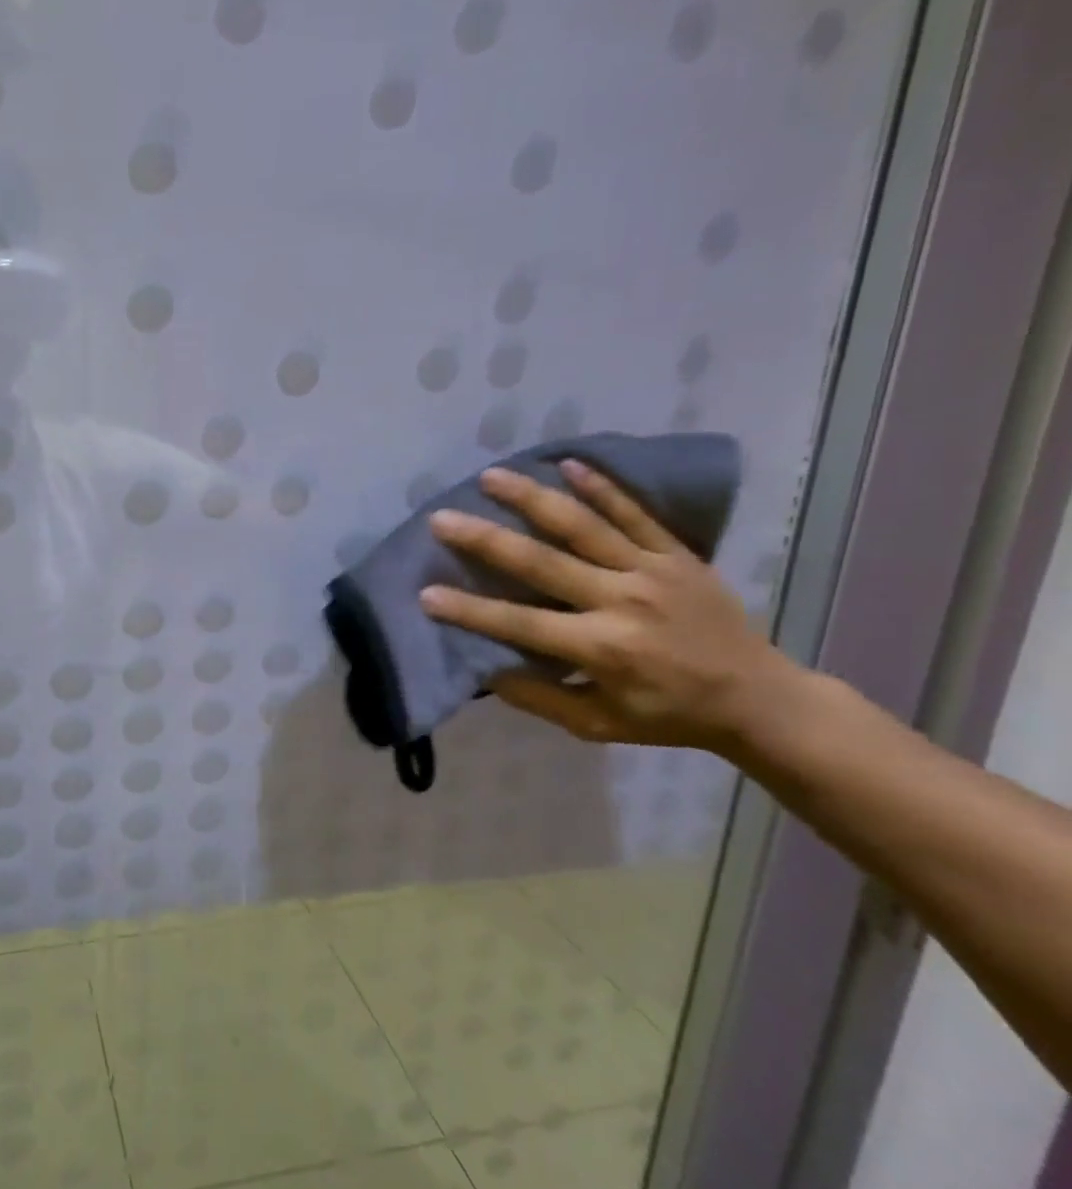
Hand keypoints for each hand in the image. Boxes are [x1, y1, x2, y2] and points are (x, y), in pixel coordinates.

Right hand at [420, 459, 804, 755]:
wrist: (762, 698)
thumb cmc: (669, 715)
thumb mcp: (599, 725)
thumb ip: (540, 699)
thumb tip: (486, 670)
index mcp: (602, 649)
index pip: (521, 624)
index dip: (470, 611)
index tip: (426, 594)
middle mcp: (622, 603)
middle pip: (542, 563)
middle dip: (486, 540)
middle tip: (442, 519)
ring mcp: (652, 572)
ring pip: (583, 526)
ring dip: (533, 498)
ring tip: (490, 477)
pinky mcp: (677, 554)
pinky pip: (635, 514)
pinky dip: (602, 488)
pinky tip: (567, 463)